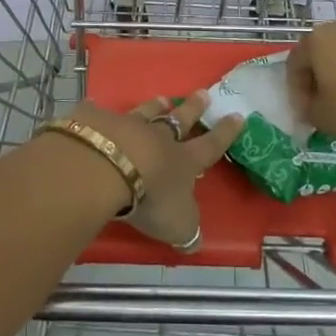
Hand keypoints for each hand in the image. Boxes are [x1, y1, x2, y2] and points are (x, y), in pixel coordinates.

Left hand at [67, 92, 241, 251]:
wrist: (107, 166)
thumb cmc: (151, 198)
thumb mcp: (177, 224)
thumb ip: (187, 230)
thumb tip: (196, 241)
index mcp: (183, 161)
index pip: (210, 146)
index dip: (225, 133)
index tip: (238, 115)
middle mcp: (158, 138)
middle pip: (180, 119)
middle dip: (194, 108)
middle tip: (203, 93)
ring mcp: (128, 125)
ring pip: (146, 111)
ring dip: (156, 105)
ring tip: (163, 98)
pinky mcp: (98, 121)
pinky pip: (102, 114)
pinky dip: (102, 112)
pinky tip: (97, 106)